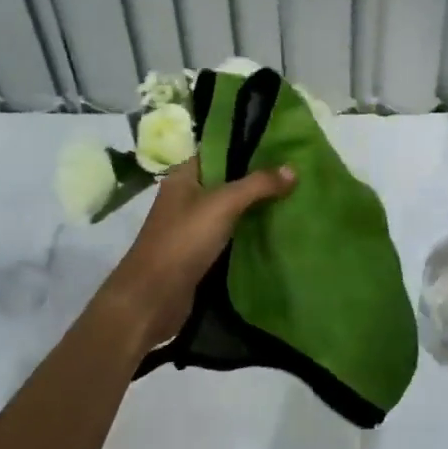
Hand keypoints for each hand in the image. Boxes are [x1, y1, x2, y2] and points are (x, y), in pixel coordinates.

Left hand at [99, 158, 295, 351]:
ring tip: (293, 201)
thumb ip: (257, 185)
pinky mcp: (198, 254)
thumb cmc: (183, 241)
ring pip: (229, 212)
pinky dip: (248, 235)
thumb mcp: (223, 205)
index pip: (219, 152)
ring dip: (255, 210)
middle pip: (227, 182)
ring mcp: (191, 228)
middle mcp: (186, 198)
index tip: (282, 149)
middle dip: (257, 182)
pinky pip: (229, 237)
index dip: (248, 149)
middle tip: (295, 177)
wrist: (152, 299)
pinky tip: (275, 233)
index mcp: (183, 177)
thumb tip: (293, 169)